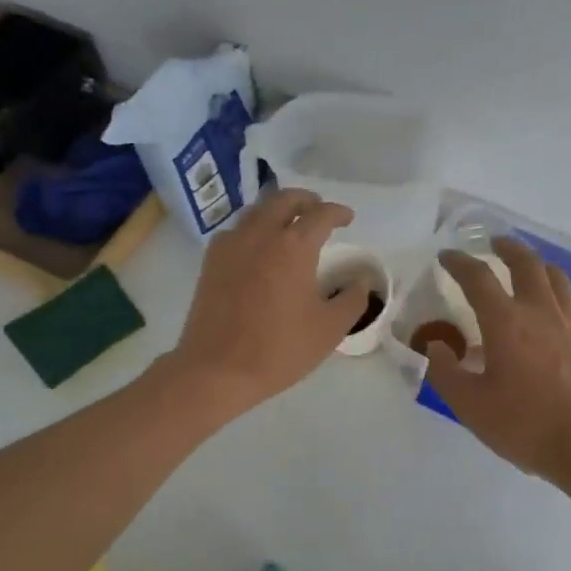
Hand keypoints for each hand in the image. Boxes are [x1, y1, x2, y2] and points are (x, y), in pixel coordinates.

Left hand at [165, 188, 368, 418]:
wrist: (215, 370)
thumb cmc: (278, 350)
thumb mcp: (329, 329)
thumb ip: (352, 300)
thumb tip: (360, 281)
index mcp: (293, 246)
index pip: (321, 214)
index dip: (338, 212)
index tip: (348, 218)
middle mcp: (260, 234)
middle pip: (284, 199)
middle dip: (306, 200)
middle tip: (319, 210)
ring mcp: (231, 245)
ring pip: (257, 211)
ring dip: (278, 210)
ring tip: (290, 224)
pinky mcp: (211, 261)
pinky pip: (236, 230)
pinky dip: (254, 228)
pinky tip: (259, 247)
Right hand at [424, 237, 570, 484]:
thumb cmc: (526, 426)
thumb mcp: (471, 406)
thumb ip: (446, 372)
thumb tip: (434, 345)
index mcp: (506, 322)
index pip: (478, 278)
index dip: (459, 263)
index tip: (447, 257)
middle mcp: (540, 311)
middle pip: (525, 262)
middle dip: (506, 248)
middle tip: (493, 244)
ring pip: (555, 277)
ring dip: (536, 264)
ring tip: (525, 267)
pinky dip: (559, 293)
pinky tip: (556, 307)